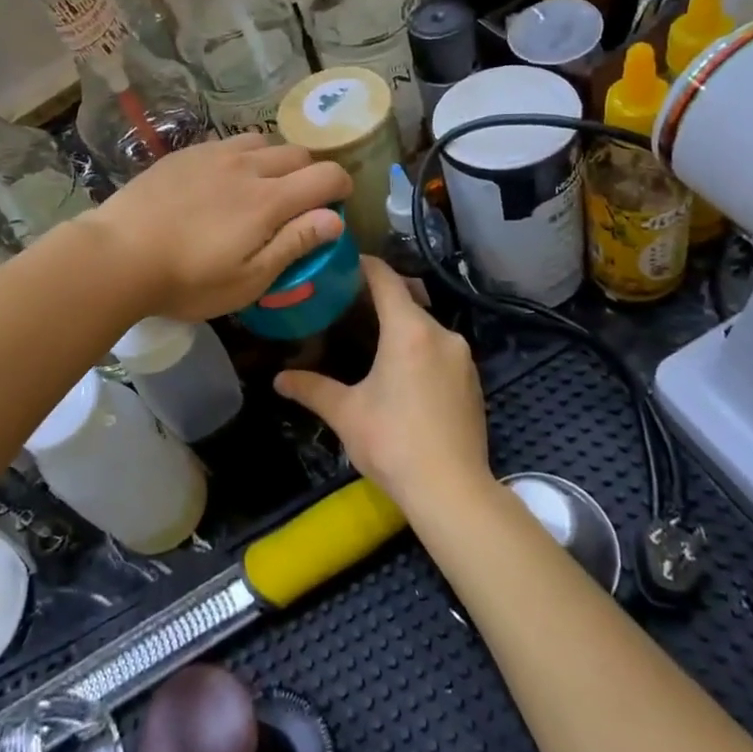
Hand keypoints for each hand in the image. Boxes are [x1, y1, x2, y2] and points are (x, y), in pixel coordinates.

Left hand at [87, 136, 350, 321]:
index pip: (326, 175)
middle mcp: (247, 166)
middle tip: (298, 203)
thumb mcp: (249, 278)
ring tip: (261, 187)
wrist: (118, 254)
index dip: (341, 187)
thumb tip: (336, 218)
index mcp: (269, 200)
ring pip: (262, 141)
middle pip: (298, 153)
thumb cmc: (188, 279)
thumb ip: (295, 244)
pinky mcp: (185, 153)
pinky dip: (241, 156)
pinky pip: (228, 143)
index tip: (337, 205)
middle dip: (310, 173)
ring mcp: (213, 154)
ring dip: (275, 160)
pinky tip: (222, 180)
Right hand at [275, 258, 489, 511]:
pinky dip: (421, 349)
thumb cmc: (393, 443)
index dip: (364, 265)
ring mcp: (463, 357)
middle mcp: (442, 334)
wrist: (452, 490)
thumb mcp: (346, 413)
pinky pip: (442, 350)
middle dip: (380, 298)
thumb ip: (312, 389)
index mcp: (409, 331)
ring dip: (402, 327)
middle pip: (408, 300)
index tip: (343, 261)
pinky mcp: (474, 380)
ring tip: (373, 339)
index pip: (386, 280)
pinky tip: (403, 373)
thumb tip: (279, 380)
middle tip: (348, 304)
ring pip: (426, 327)